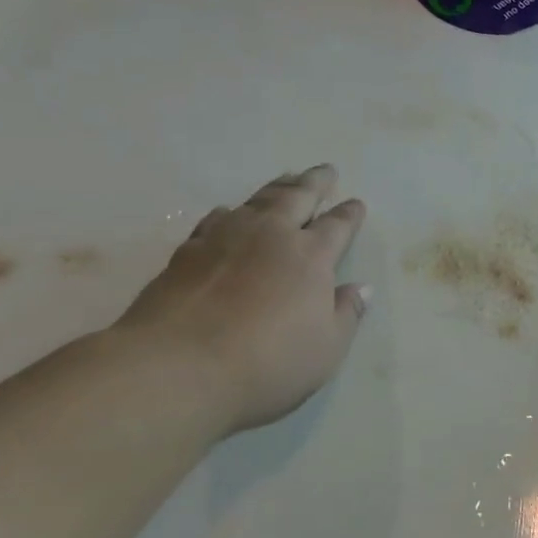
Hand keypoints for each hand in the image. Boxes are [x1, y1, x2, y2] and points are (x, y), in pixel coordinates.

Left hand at [113, 165, 368, 436]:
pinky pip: (214, 220)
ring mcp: (225, 239)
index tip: (356, 203)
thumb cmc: (267, 362)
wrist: (177, 368)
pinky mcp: (187, 252)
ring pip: (257, 201)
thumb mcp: (326, 349)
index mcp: (311, 256)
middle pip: (297, 197)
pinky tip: (227, 211)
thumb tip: (361, 289)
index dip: (349, 214)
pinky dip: (228, 211)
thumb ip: (346, 314)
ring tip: (286, 178)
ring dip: (276, 188)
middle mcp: (271, 236)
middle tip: (325, 169)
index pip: (337, 226)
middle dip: (315, 183)